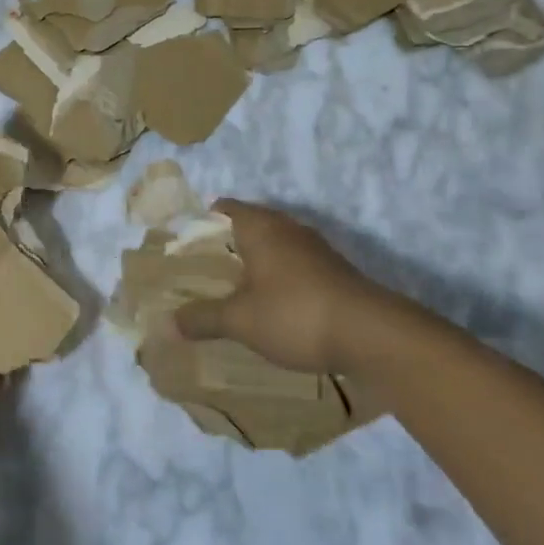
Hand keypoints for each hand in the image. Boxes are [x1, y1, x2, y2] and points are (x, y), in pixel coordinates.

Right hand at [174, 200, 425, 375]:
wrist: (373, 336)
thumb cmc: (295, 314)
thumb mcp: (240, 320)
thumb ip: (203, 318)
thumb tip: (170, 322)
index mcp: (260, 226)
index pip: (222, 208)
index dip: (200, 224)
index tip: (183, 248)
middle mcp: (287, 229)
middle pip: (248, 227)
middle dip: (225, 248)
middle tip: (201, 274)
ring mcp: (315, 250)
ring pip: (273, 248)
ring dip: (254, 266)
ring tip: (231, 293)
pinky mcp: (334, 273)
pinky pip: (294, 268)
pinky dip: (277, 281)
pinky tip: (270, 309)